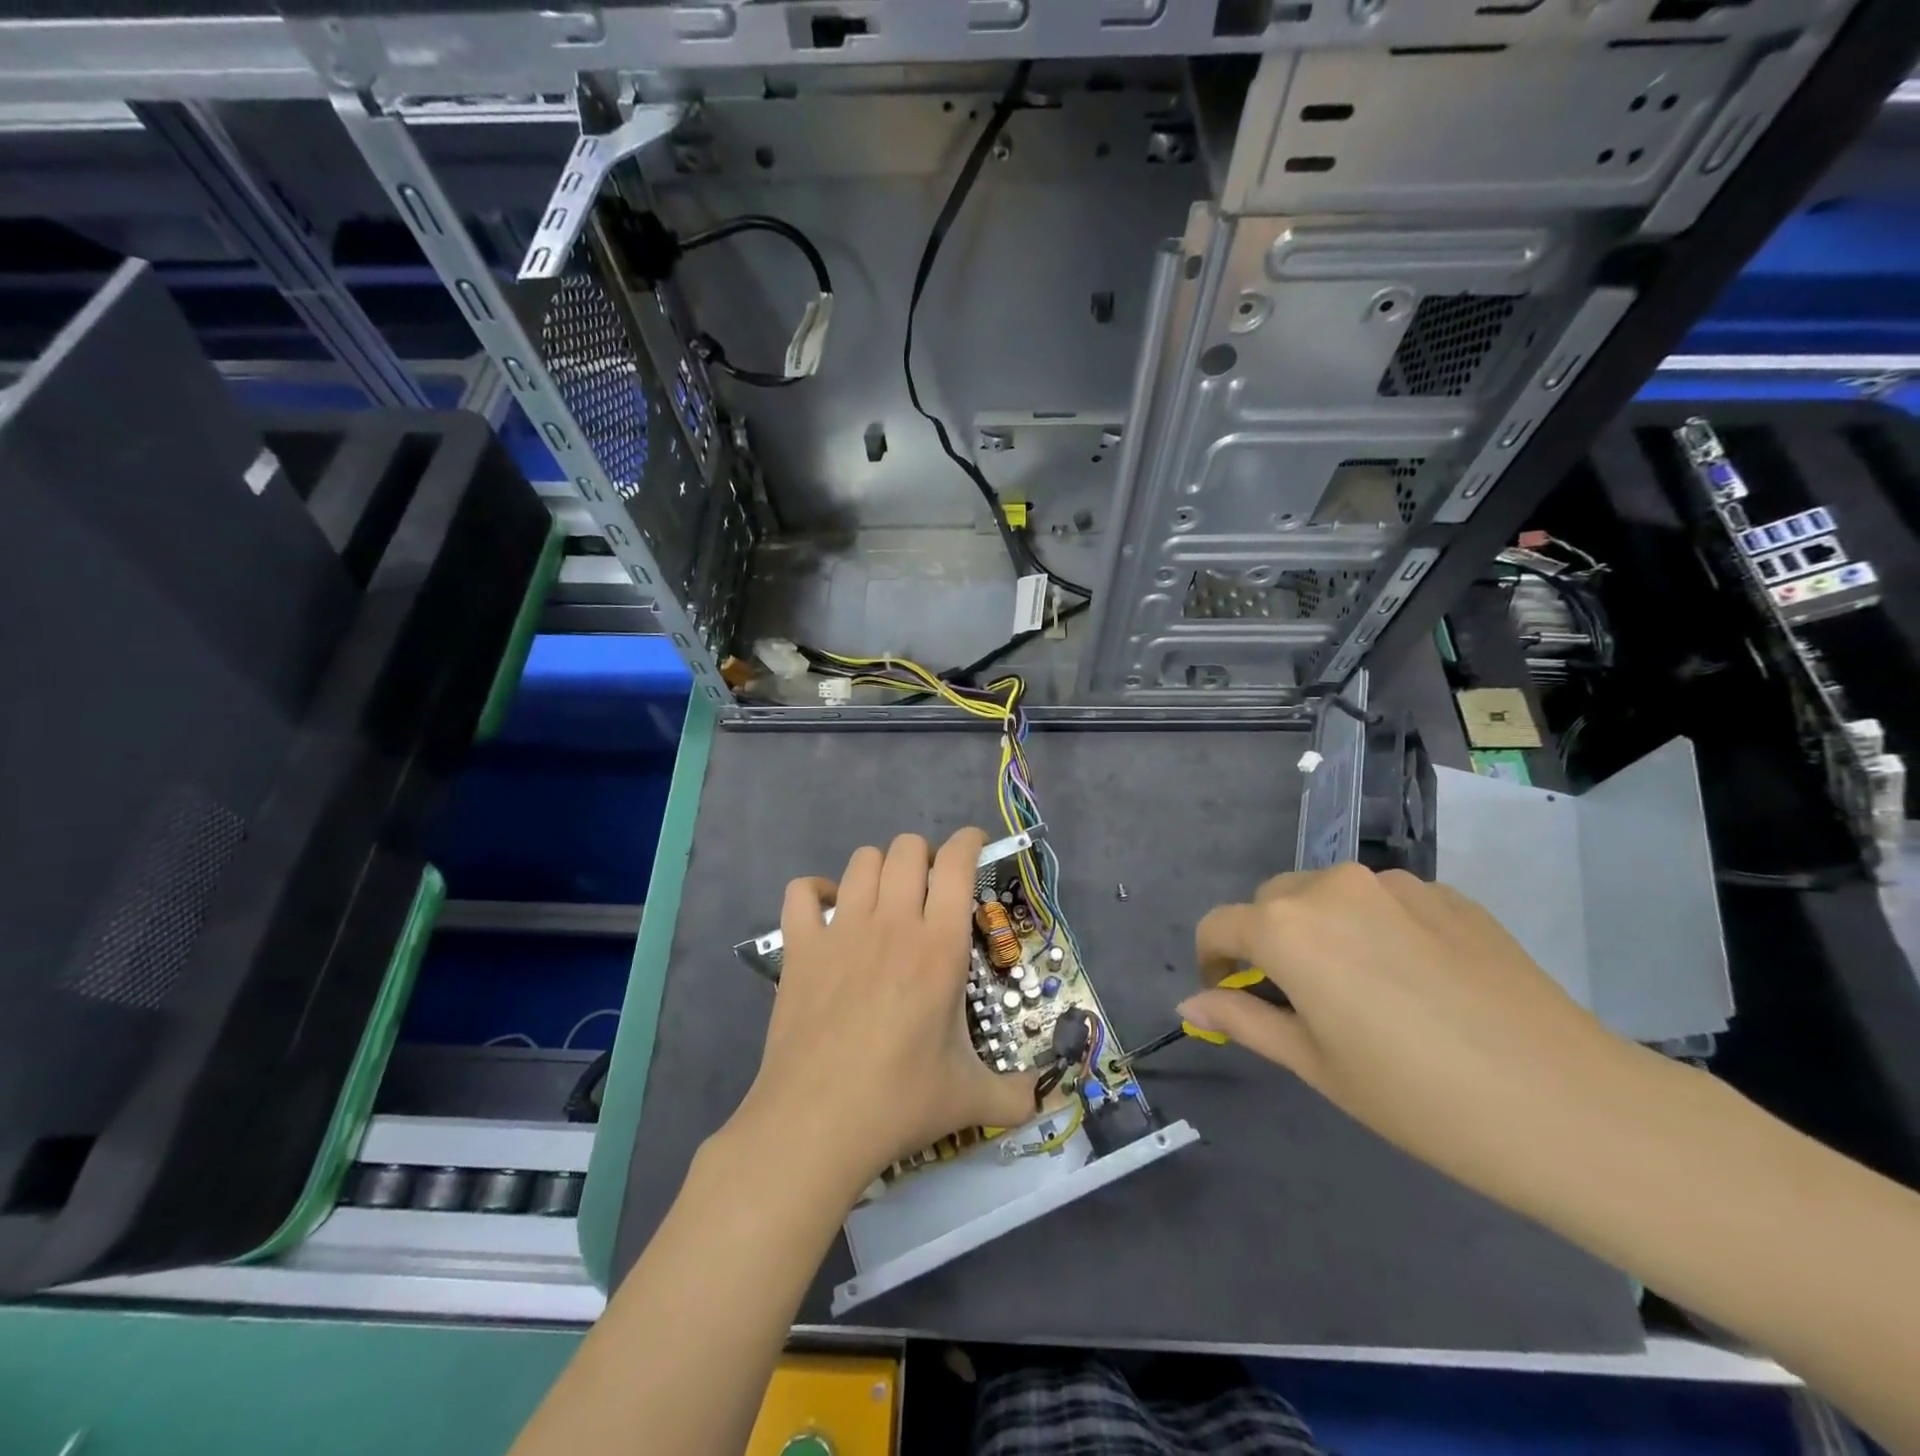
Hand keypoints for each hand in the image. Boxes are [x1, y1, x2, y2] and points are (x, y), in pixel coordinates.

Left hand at [728, 828, 1040, 1200]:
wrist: (816, 1123)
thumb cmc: (899, 1101)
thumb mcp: (970, 1099)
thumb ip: (1017, 1093)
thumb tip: (1051, 1097)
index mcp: (939, 946)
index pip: (957, 864)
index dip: (969, 842)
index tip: (974, 845)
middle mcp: (893, 923)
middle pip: (908, 849)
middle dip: (924, 856)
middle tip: (930, 889)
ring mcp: (841, 930)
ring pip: (862, 861)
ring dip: (879, 868)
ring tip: (886, 897)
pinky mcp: (799, 948)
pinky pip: (802, 891)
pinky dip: (816, 891)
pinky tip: (829, 912)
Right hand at [1181, 863, 1646, 1206]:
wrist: (1569, 1106)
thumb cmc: (1419, 1097)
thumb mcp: (1316, 1065)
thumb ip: (1243, 1020)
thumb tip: (1191, 1003)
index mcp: (1287, 927)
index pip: (1219, 925)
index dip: (1212, 960)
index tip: (1227, 995)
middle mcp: (1331, 887)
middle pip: (1272, 902)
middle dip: (1267, 941)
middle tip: (1298, 999)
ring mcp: (1394, 884)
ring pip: (1328, 895)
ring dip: (1321, 929)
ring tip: (1362, 989)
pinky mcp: (1447, 893)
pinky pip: (1384, 901)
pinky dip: (1375, 927)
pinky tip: (1416, 981)